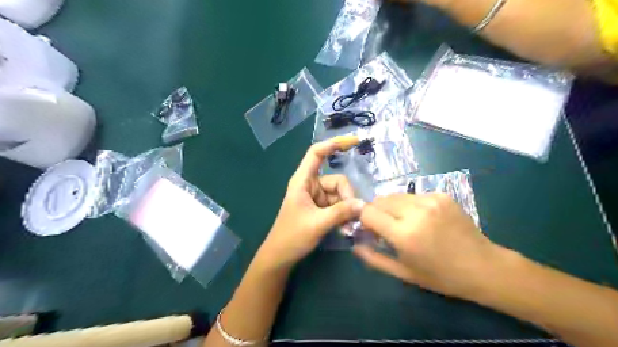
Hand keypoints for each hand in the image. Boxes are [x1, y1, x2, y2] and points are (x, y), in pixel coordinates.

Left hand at [257, 137, 363, 269]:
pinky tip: (346, 227)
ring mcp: (316, 197)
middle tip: (353, 215)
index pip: (316, 153)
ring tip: (349, 226)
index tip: (354, 141)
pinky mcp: (320, 208)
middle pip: (336, 180)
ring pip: (339, 194)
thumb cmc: (292, 237)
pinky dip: (344, 214)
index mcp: (302, 181)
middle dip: (347, 196)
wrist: (280, 256)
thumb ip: (341, 212)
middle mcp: (310, 185)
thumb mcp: (318, 224)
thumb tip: (362, 204)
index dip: (333, 143)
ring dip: (347, 208)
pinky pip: (337, 205)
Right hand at [355, 194, 503, 299]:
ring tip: (403, 222)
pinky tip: (422, 219)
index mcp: (404, 233)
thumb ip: (373, 258)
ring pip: (396, 195)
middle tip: (385, 227)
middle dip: (376, 211)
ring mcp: (431, 199)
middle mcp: (416, 211)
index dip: (363, 219)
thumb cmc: (441, 276)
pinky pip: (414, 195)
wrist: (483, 267)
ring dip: (392, 207)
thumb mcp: (403, 272)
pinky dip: (410, 205)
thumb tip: (354, 244)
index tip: (369, 229)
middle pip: (380, 200)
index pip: (368, 212)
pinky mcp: (442, 195)